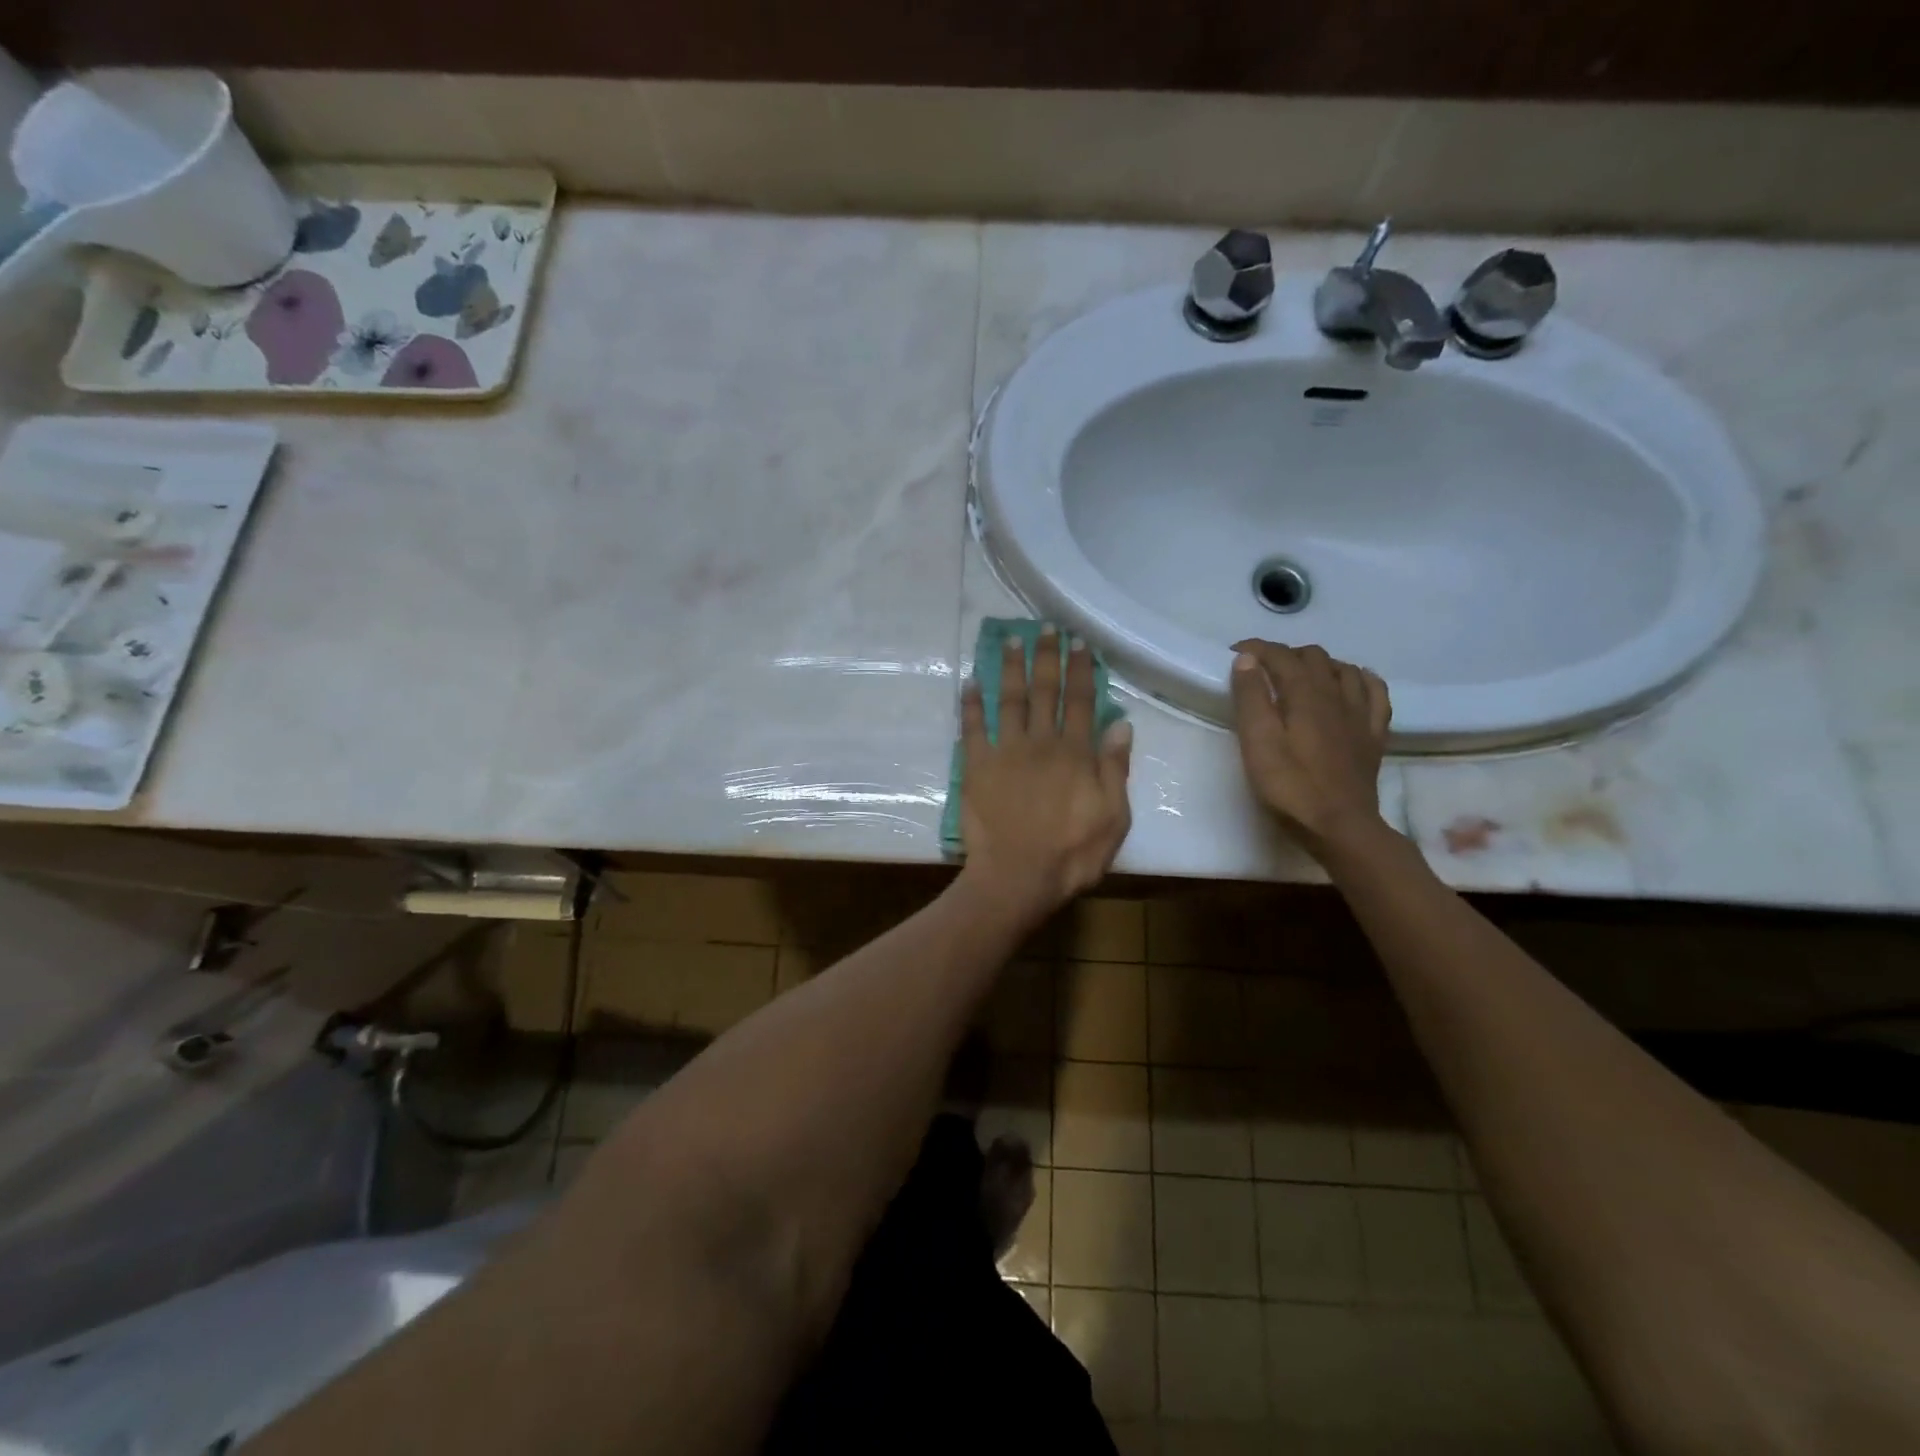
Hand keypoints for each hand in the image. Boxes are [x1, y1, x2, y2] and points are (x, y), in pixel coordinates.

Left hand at [960, 628, 1132, 914]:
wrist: (1017, 877)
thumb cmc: (1072, 854)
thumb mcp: (1114, 818)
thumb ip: (1115, 770)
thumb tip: (1121, 726)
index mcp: (1076, 753)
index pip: (1081, 701)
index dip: (1080, 670)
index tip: (1079, 642)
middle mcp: (1041, 742)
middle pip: (1044, 691)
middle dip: (1046, 657)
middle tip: (1046, 628)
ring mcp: (1005, 751)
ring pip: (1009, 700)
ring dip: (1010, 668)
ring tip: (1011, 640)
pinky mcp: (976, 766)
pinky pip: (972, 727)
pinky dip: (970, 704)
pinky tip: (970, 682)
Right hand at [1229, 639, 1391, 858]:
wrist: (1340, 827)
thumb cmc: (1290, 787)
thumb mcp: (1258, 743)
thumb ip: (1251, 698)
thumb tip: (1247, 659)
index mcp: (1305, 695)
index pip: (1281, 656)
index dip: (1257, 649)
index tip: (1234, 653)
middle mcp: (1337, 695)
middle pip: (1314, 657)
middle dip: (1285, 655)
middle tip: (1260, 671)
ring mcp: (1360, 715)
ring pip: (1344, 669)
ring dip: (1319, 664)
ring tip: (1299, 676)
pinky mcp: (1373, 735)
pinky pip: (1375, 693)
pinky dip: (1359, 680)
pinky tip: (1350, 685)